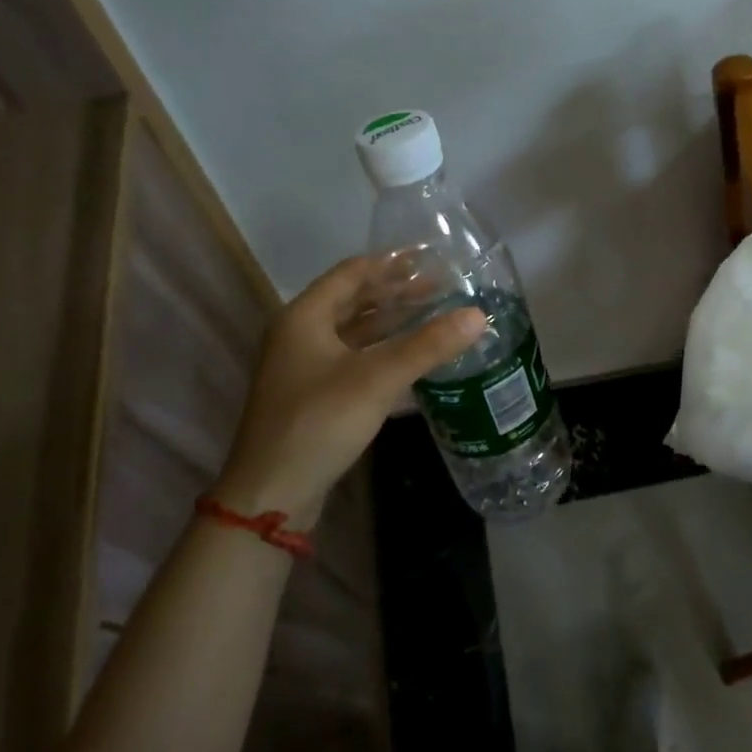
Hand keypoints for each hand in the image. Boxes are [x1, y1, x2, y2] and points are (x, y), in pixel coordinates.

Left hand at [214, 258, 486, 527]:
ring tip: (434, 314)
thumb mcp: (377, 378)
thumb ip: (428, 345)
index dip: (391, 262)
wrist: (272, 493)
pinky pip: (356, 358)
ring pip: (355, 331)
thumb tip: (478, 315)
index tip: (431, 257)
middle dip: (396, 291)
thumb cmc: (318, 422)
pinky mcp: (316, 395)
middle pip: (353, 300)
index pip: (352, 273)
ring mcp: (306, 367)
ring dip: (392, 321)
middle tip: (441, 286)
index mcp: (305, 317)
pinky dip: (384, 350)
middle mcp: (301, 334)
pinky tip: (414, 356)